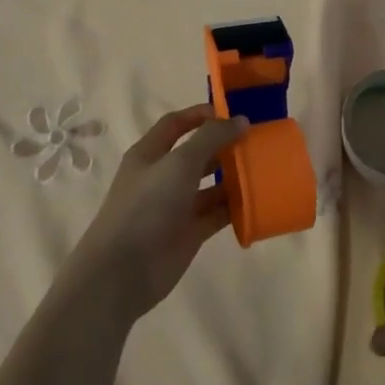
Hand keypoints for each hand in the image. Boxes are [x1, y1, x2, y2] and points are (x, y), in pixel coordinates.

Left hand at [71, 105, 247, 319]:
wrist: (122, 272)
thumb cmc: (146, 206)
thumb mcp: (179, 163)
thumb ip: (210, 139)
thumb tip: (241, 120)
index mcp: (150, 153)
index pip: (176, 124)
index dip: (202, 115)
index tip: (234, 113)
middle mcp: (162, 176)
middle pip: (197, 153)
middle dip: (223, 145)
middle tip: (257, 140)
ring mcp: (176, 206)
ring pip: (210, 184)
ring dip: (233, 176)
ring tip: (263, 167)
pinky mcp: (189, 233)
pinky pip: (217, 213)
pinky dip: (235, 207)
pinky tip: (258, 200)